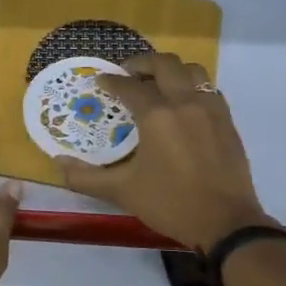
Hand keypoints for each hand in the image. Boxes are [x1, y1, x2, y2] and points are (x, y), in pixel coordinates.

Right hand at [57, 54, 274, 252]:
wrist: (226, 223)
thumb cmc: (170, 204)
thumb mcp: (122, 191)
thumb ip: (86, 177)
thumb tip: (58, 162)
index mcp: (157, 115)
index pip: (129, 86)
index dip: (111, 80)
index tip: (100, 81)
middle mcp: (185, 102)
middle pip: (164, 64)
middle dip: (142, 63)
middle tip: (128, 74)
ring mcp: (211, 109)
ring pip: (192, 71)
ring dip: (172, 70)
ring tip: (158, 84)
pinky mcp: (227, 121)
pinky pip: (209, 89)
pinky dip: (192, 87)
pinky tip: (183, 106)